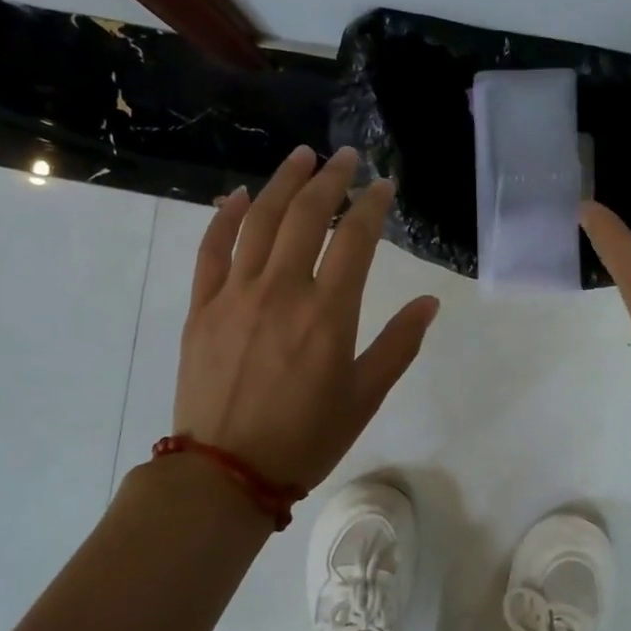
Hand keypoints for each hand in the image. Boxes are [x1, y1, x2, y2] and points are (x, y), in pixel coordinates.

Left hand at [173, 145, 440, 491]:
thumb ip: (398, 345)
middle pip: (308, 216)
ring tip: (300, 157)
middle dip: (330, 179)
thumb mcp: (364, 397)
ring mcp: (235, 294)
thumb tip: (429, 302)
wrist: (225, 473)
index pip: (356, 239)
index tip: (384, 186)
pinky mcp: (201, 306)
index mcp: (328, 314)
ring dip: (282, 182)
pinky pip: (212, 248)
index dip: (373, 205)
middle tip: (344, 157)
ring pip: (260, 220)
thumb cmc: (304, 439)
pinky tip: (239, 196)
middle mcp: (282, 290)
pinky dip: (226, 216)